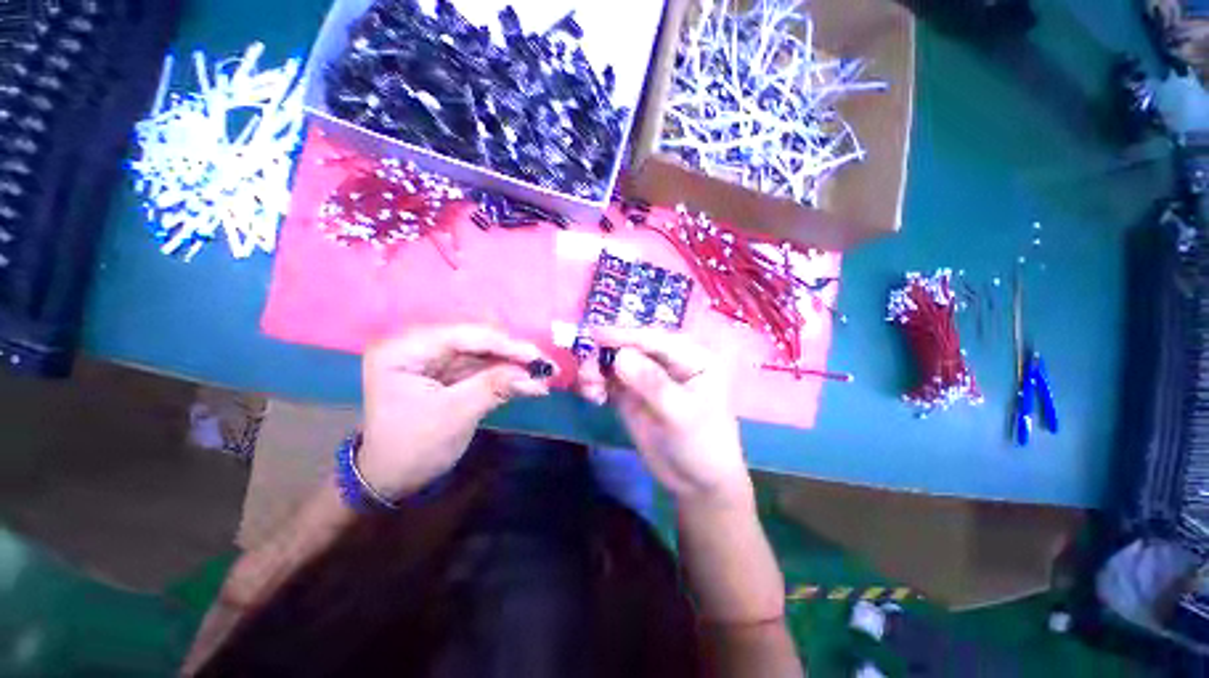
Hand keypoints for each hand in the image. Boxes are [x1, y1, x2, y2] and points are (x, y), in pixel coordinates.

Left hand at [359, 324, 552, 499]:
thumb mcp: (454, 416)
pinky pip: (483, 366)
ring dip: (514, 363)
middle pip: (476, 339)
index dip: (504, 344)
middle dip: (513, 353)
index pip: (462, 335)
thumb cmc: (412, 449)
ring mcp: (434, 358)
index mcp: (404, 349)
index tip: (537, 357)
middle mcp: (419, 345)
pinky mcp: (448, 371)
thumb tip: (536, 375)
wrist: (390, 479)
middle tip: (545, 367)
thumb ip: (494, 387)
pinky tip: (529, 382)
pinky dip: (506, 374)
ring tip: (544, 375)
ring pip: (485, 352)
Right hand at [576, 328, 752, 508]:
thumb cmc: (701, 444)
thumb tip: (620, 356)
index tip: (596, 334)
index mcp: (692, 357)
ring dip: (598, 368)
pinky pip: (610, 380)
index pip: (656, 340)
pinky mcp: (632, 393)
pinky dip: (597, 383)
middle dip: (608, 353)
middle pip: (633, 347)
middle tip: (587, 368)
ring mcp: (648, 377)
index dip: (626, 336)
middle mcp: (669, 361)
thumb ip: (652, 383)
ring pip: (617, 361)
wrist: (695, 481)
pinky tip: (593, 396)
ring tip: (589, 386)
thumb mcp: (681, 413)